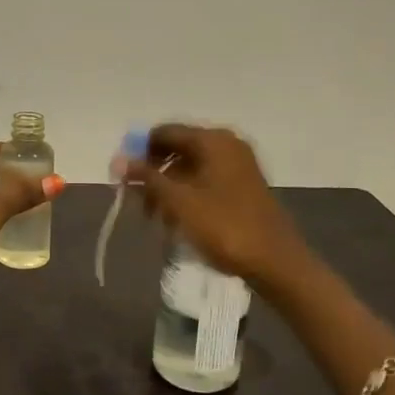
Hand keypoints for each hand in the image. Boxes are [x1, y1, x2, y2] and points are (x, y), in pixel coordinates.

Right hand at [124, 124, 309, 287]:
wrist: (275, 262)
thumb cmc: (224, 227)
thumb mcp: (179, 202)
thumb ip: (147, 178)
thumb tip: (118, 159)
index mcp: (213, 140)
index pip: (164, 132)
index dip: (139, 152)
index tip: (122, 177)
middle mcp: (227, 145)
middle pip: (177, 149)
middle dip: (153, 174)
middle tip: (136, 202)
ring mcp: (238, 166)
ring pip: (190, 168)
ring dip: (168, 189)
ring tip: (155, 218)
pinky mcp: (243, 187)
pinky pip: (205, 181)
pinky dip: (186, 196)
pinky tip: (176, 221)